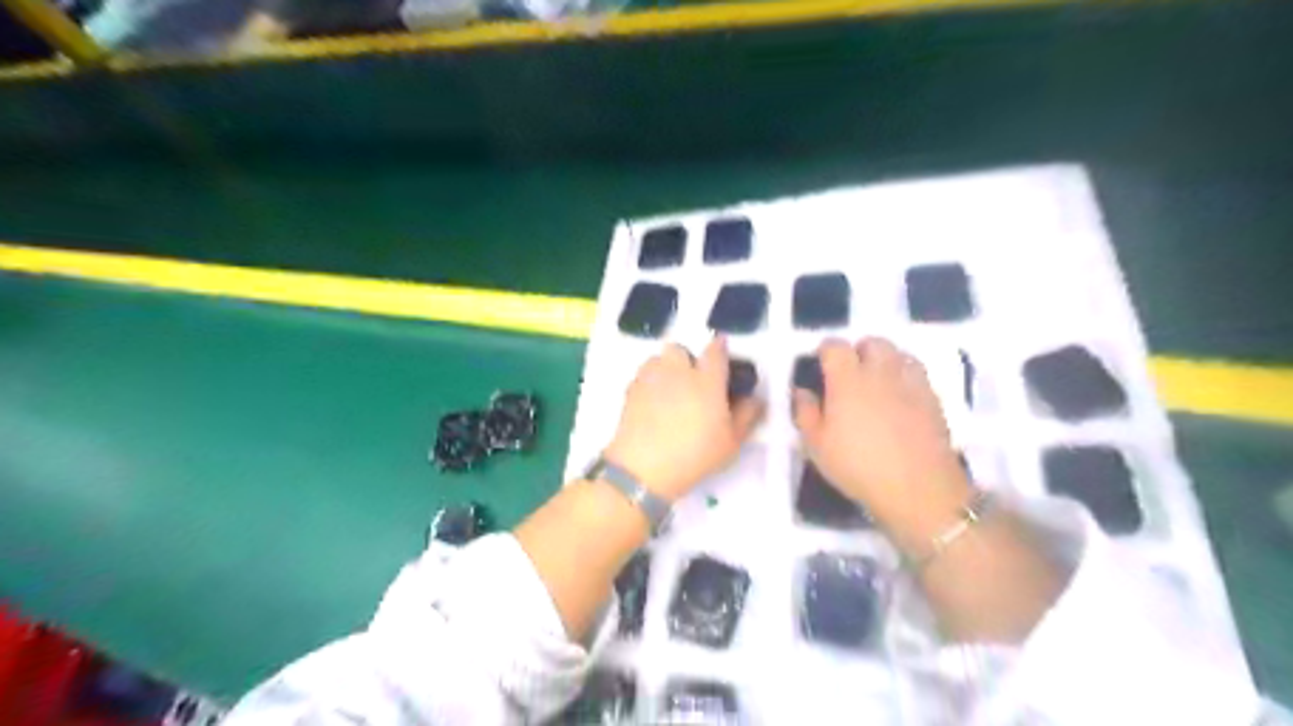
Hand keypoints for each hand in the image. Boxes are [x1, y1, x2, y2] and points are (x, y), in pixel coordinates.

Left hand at [603, 338, 760, 501]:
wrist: (644, 467)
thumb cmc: (695, 454)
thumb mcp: (731, 441)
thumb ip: (747, 415)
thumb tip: (755, 398)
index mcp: (707, 379)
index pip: (716, 351)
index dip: (720, 349)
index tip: (723, 355)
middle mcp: (678, 370)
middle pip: (681, 349)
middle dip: (687, 359)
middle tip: (693, 382)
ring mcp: (652, 377)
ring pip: (659, 359)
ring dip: (666, 367)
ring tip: (671, 390)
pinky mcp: (631, 389)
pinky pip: (644, 375)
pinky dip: (651, 382)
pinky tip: (654, 403)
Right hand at [787, 339, 968, 530]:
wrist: (918, 487)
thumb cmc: (858, 466)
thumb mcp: (817, 446)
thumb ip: (805, 413)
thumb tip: (802, 391)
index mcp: (847, 379)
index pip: (835, 346)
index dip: (826, 351)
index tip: (821, 365)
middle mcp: (880, 372)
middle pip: (872, 343)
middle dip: (859, 351)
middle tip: (850, 373)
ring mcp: (910, 382)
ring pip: (898, 353)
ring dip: (885, 360)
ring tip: (877, 381)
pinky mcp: (933, 398)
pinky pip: (917, 372)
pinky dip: (905, 375)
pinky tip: (900, 396)